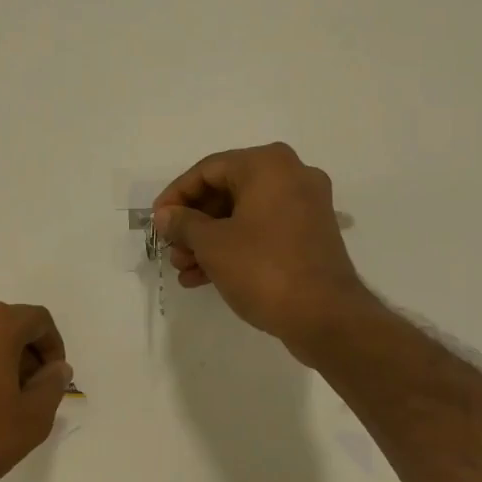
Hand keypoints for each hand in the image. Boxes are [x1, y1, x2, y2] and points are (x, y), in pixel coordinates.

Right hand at [152, 143, 373, 362]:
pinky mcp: (310, 236)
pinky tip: (204, 277)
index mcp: (268, 165)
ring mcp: (305, 207)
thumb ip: (183, 223)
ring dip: (209, 241)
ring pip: (243, 216)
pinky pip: (262, 233)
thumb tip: (165, 215)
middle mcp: (291, 176)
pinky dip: (234, 248)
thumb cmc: (263, 269)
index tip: (157, 222)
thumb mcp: (212, 245)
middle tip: (171, 250)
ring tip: (183, 269)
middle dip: (193, 224)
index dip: (176, 196)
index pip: (208, 170)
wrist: (324, 316)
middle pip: (227, 192)